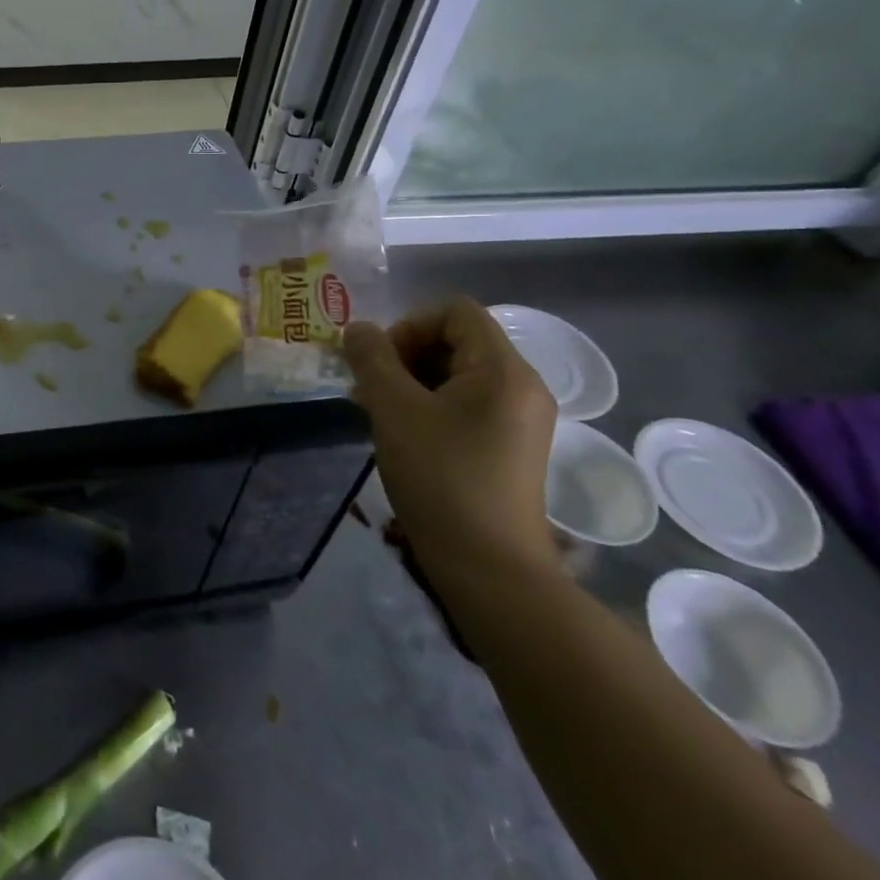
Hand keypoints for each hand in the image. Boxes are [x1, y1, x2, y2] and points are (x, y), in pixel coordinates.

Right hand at [341, 298, 557, 582]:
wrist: (489, 567)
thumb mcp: (393, 410)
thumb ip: (372, 359)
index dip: (409, 325)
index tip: (380, 363)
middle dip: (406, 354)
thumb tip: (358, 329)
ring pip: (458, 373)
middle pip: (458, 340)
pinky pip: (467, 403)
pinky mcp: (512, 446)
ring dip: (413, 380)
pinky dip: (431, 405)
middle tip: (371, 388)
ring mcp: (520, 418)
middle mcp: (521, 386)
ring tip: (379, 412)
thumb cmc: (441, 477)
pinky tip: (403, 433)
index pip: (455, 311)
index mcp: (503, 370)